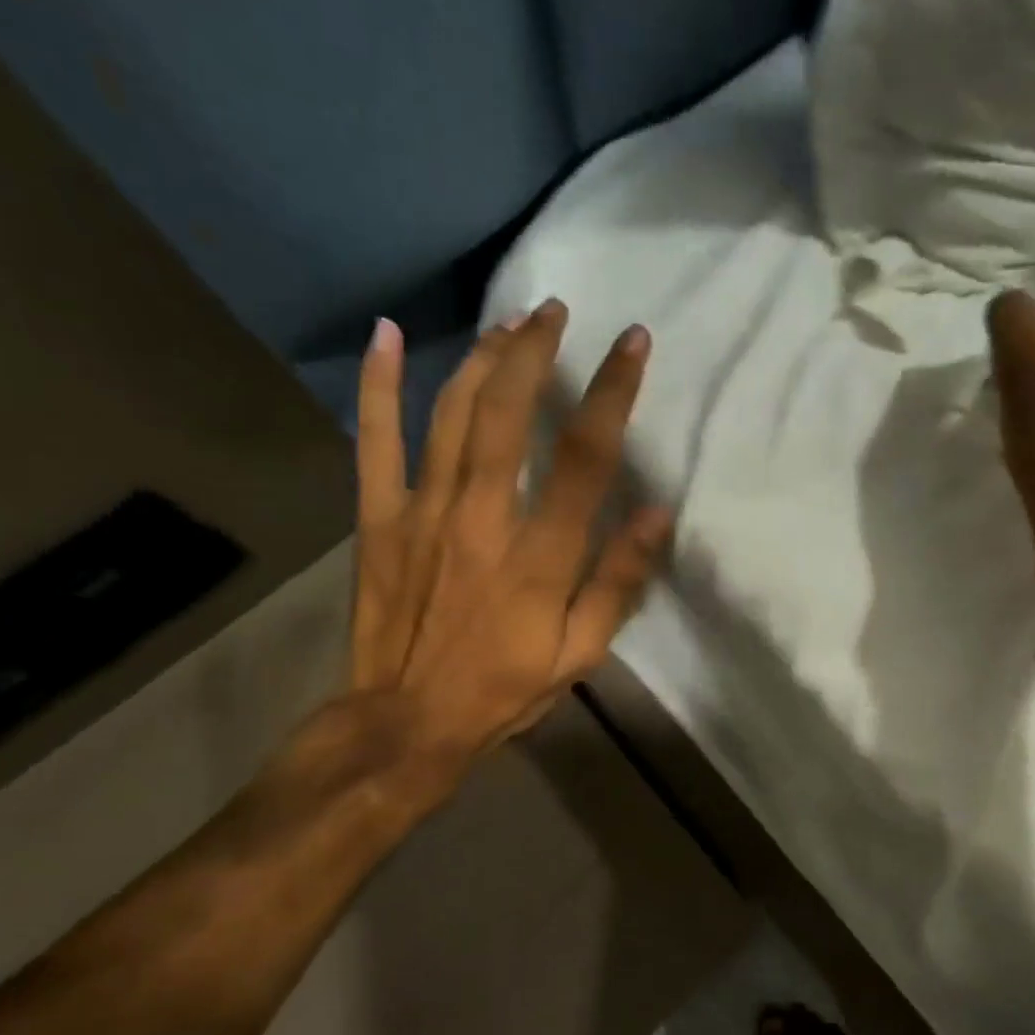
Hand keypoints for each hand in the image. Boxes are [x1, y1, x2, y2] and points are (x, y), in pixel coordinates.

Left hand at [307, 302, 669, 816]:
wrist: (406, 722)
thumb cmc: (503, 690)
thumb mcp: (580, 653)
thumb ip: (618, 581)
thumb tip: (659, 513)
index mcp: (539, 554)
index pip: (585, 456)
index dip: (612, 392)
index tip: (632, 343)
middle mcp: (481, 517)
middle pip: (508, 412)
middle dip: (535, 351)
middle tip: (555, 312)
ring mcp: (422, 511)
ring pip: (451, 413)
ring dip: (481, 358)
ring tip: (507, 324)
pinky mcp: (378, 518)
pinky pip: (375, 440)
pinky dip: (377, 385)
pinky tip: (385, 336)